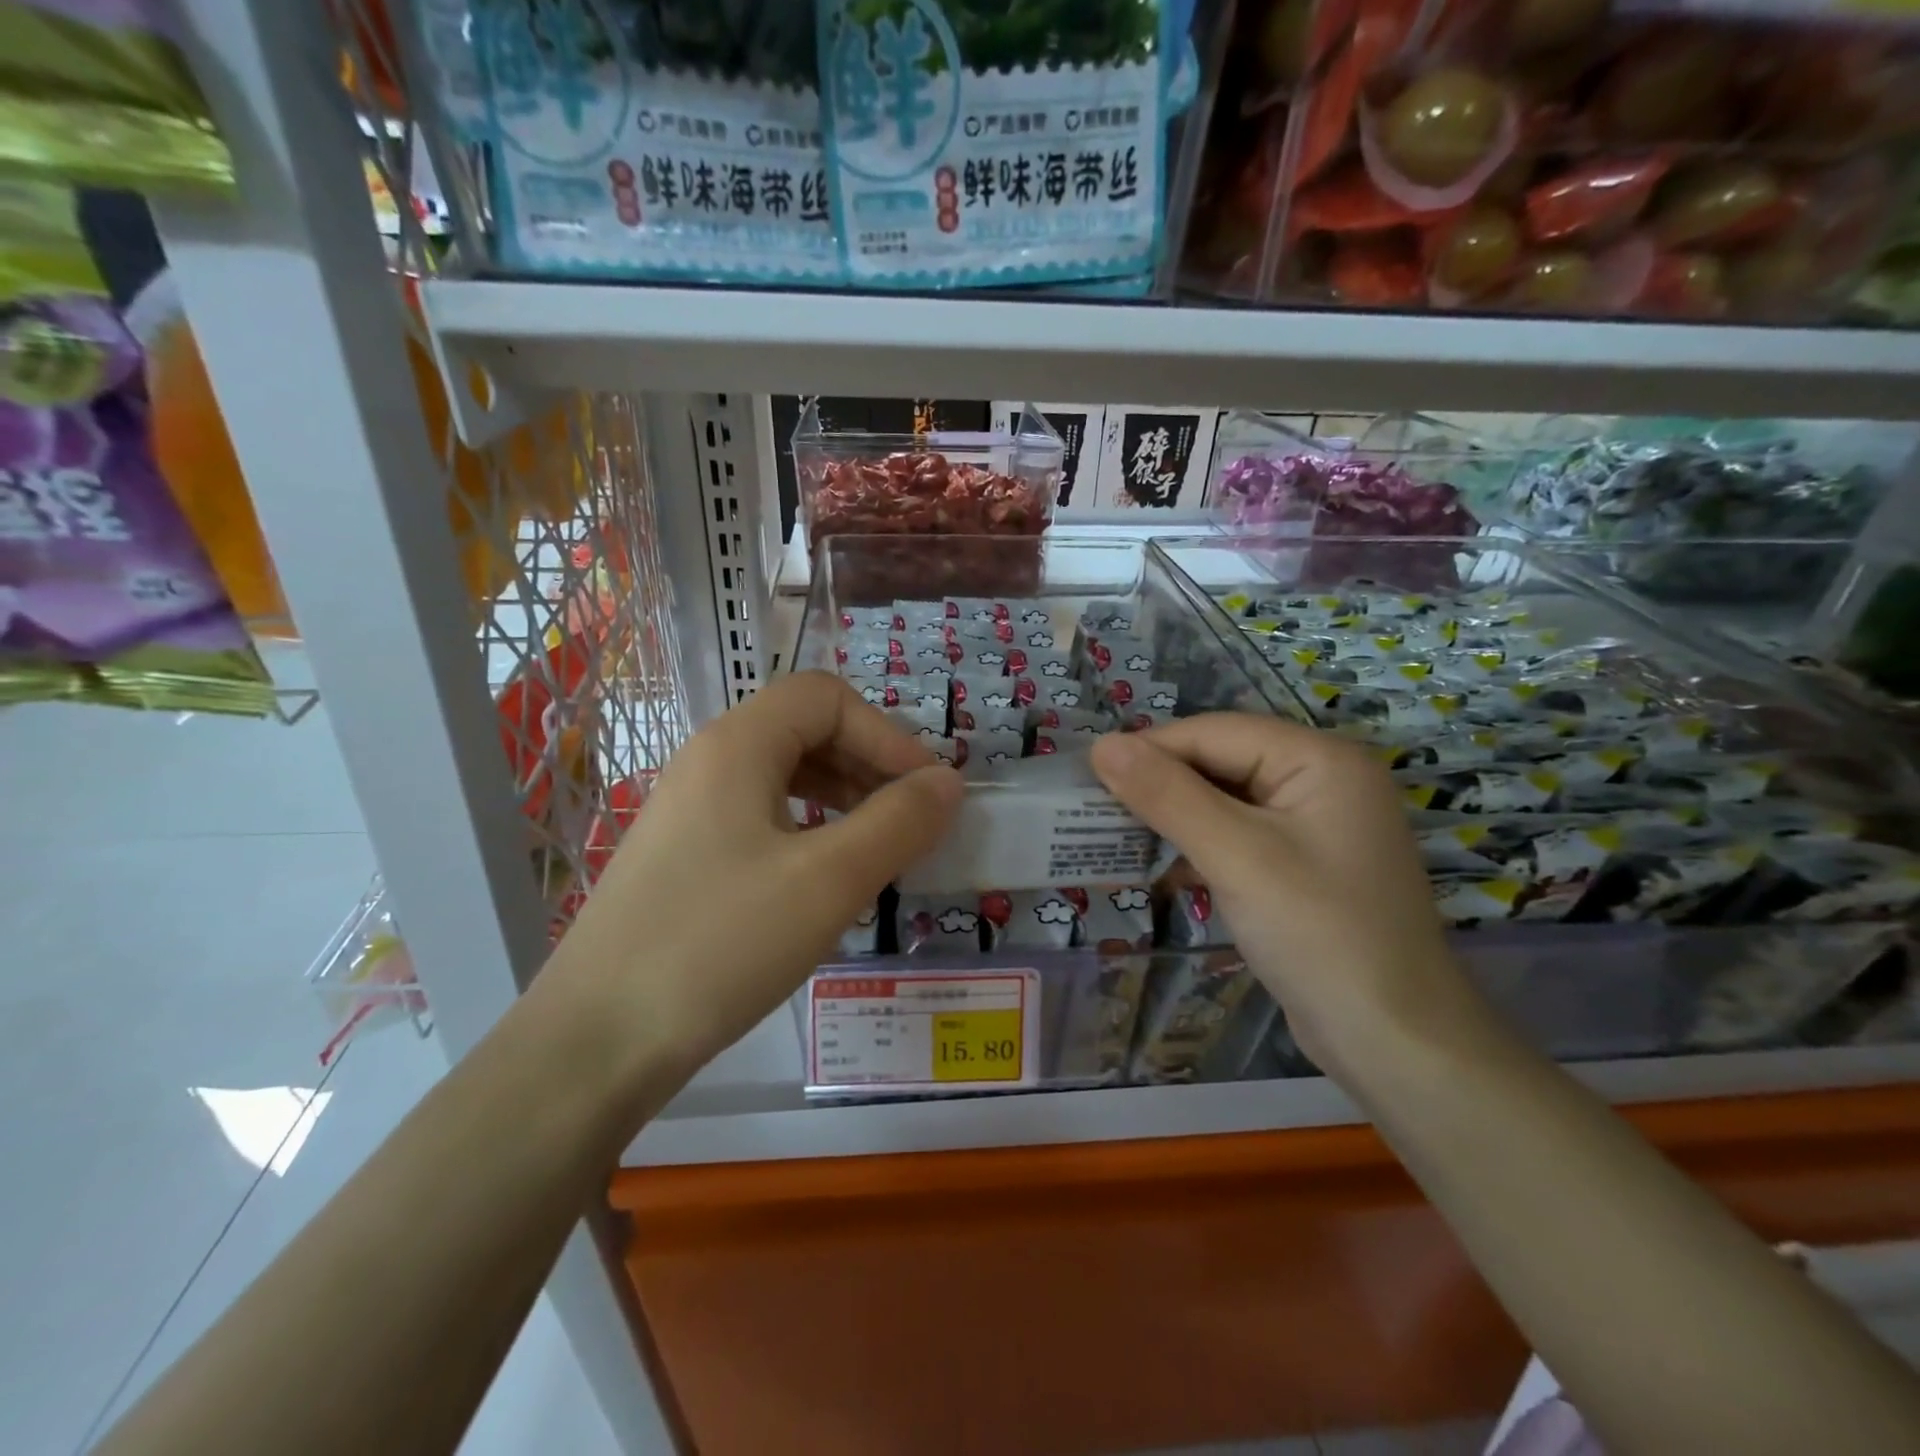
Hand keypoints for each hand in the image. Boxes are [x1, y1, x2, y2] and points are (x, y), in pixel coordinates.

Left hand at [549, 672, 962, 1084]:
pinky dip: (809, 828)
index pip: (828, 698)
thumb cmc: (720, 945)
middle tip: (910, 820)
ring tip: (877, 846)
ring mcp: (689, 809)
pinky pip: (760, 816)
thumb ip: (898, 822)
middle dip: (869, 763)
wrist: (596, 1042)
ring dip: (842, 796)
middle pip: (805, 729)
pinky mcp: (683, 854)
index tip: (927, 791)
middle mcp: (708, 761)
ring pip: (783, 774)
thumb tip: (948, 782)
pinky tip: (824, 876)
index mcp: (737, 745)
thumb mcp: (828, 881)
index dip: (887, 733)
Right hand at [1090, 715, 1478, 1074]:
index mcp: (1320, 759)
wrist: (1393, 1042)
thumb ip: (1167, 795)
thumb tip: (1102, 745)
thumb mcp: (1236, 856)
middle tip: (1095, 809)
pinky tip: (1163, 869)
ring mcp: (1315, 823)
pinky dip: (1199, 846)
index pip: (1215, 732)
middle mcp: (1322, 779)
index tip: (1087, 776)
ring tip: (1117, 835)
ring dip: (1174, 816)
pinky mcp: (1303, 863)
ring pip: (1225, 800)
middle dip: (1160, 784)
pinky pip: (1239, 835)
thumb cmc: (1318, 934)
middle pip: (1222, 761)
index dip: (1149, 749)